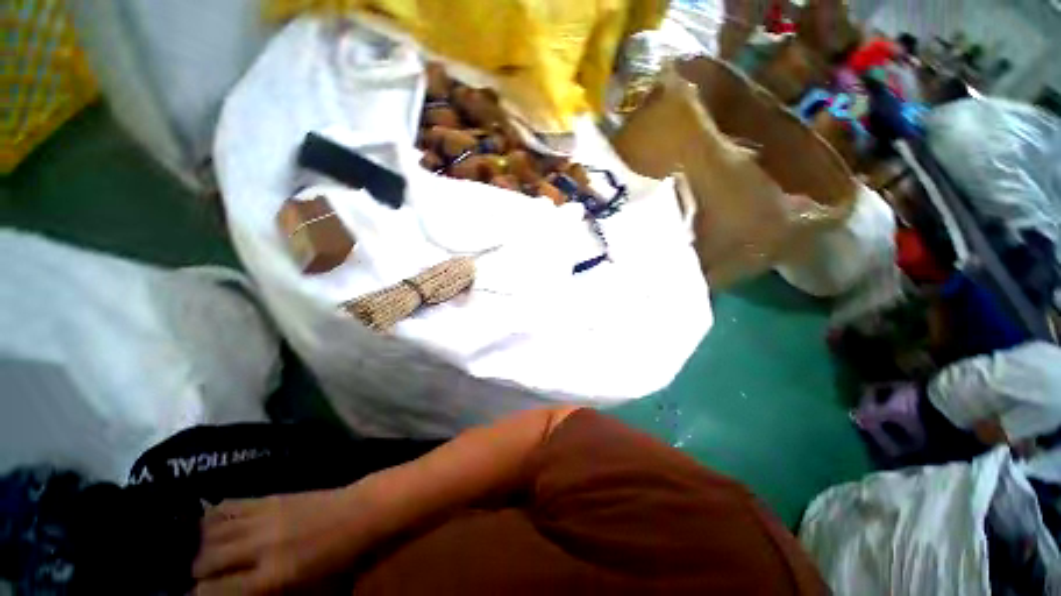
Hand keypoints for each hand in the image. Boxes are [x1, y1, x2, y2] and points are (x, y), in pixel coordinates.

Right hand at [193, 486, 376, 594]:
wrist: (363, 513)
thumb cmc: (342, 561)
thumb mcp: (310, 595)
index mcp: (271, 577)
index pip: (212, 592)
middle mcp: (260, 546)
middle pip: (205, 560)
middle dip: (199, 574)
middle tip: (206, 581)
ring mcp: (265, 517)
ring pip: (210, 532)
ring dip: (203, 547)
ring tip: (209, 556)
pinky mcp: (271, 497)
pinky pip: (229, 505)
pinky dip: (213, 518)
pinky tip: (213, 528)